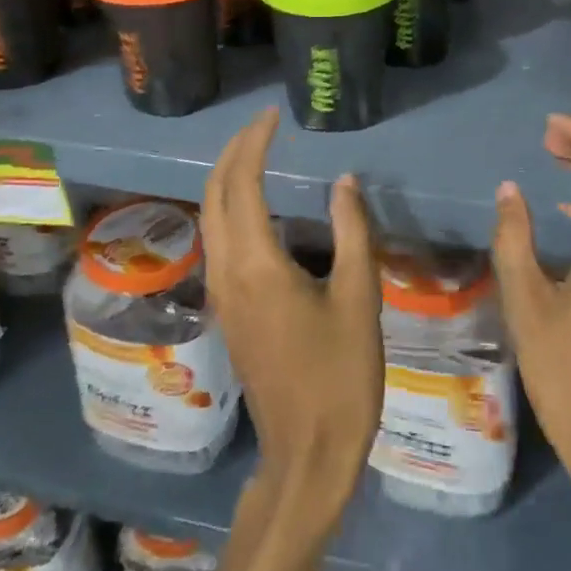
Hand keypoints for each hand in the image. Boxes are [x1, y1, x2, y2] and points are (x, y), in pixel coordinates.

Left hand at [201, 108, 382, 542]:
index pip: (242, 183)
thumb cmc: (341, 377)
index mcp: (257, 264)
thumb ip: (352, 233)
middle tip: (263, 126)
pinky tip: (257, 208)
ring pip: (210, 219)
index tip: (272, 116)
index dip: (254, 143)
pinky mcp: (227, 312)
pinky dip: (229, 209)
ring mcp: (221, 294)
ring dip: (226, 180)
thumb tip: (343, 182)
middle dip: (232, 153)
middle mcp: (227, 272)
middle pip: (213, 195)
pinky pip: (218, 242)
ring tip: (258, 155)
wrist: (307, 454)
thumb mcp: (360, 299)